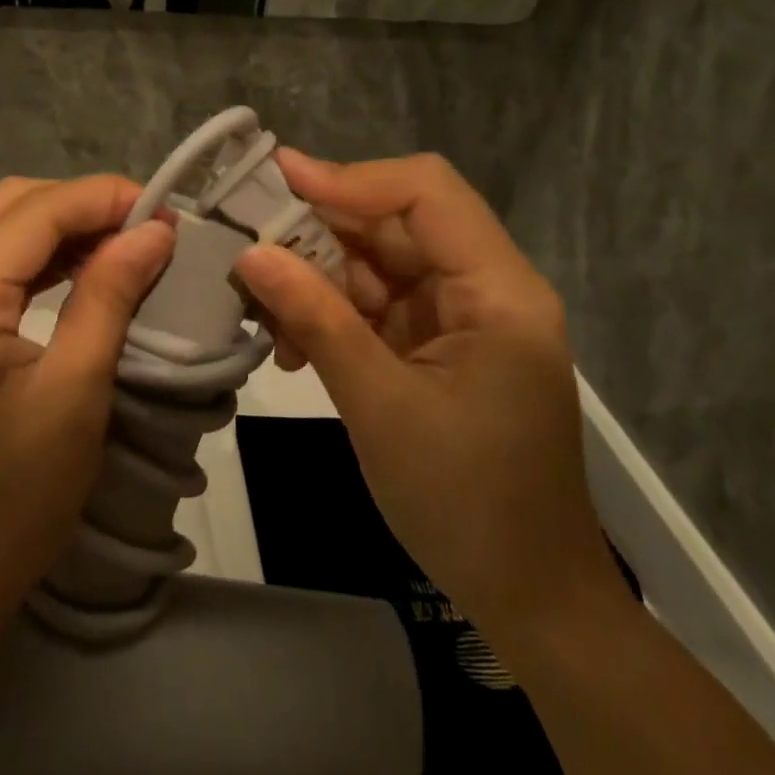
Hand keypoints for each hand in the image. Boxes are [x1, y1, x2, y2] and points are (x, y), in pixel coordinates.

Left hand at [0, 176, 174, 667]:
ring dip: (59, 229)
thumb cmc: (8, 505)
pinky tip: (79, 276)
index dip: (104, 198)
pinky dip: (36, 261)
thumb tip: (152, 232)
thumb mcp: (72, 396)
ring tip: (123, 248)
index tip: (166, 213)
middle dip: (81, 205)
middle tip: (145, 230)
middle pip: (8, 206)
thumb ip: (108, 299)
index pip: (34, 212)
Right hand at [234, 151, 622, 641]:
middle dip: (319, 231)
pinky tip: (291, 343)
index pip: (425, 193)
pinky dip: (330, 313)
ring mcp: (459, 318)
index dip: (350, 178)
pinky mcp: (435, 346)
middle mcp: (484, 288)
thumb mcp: (379, 406)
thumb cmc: (465, 502)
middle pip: (395, 224)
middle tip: (247, 242)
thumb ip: (316, 320)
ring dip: (316, 277)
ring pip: (376, 263)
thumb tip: (250, 255)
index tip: (276, 179)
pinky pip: (374, 305)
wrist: (527, 596)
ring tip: (262, 306)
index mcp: (498, 291)